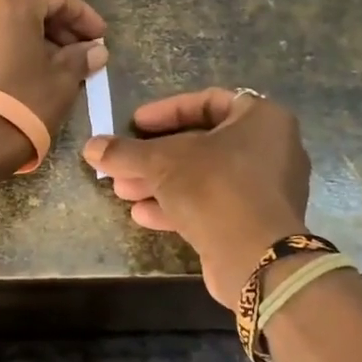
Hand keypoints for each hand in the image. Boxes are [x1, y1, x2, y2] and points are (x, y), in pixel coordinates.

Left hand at [0, 0, 108, 175]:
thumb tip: (95, 50)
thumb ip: (80, 58)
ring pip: (2, 22)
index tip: (100, 38)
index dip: (84, 16)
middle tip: (77, 50)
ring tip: (51, 63)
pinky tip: (20, 72)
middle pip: (27, 4)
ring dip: (30, 36)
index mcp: (12, 2)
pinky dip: (5, 47)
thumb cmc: (22, 103)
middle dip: (56, 25)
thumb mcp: (61, 81)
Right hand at [83, 88, 311, 304]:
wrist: (256, 259)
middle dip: (155, 156)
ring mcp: (265, 190)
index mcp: (261, 119)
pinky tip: (142, 215)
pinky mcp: (255, 224)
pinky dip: (178, 206)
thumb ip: (125, 152)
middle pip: (202, 144)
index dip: (166, 111)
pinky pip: (213, 204)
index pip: (208, 102)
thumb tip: (90, 146)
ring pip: (204, 177)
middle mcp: (271, 150)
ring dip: (160, 183)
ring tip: (122, 191)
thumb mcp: (162, 163)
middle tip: (123, 163)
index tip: (135, 124)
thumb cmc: (215, 188)